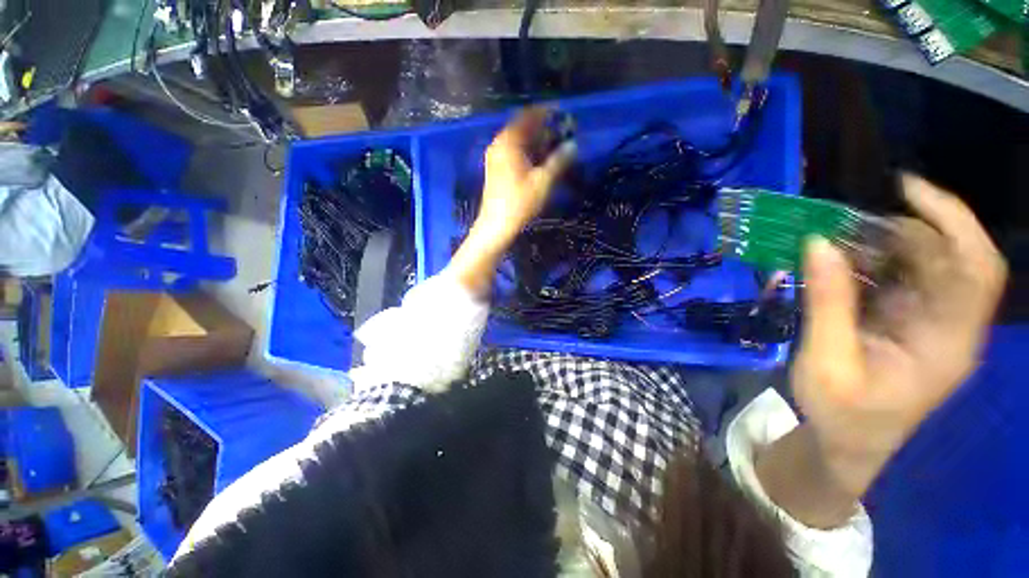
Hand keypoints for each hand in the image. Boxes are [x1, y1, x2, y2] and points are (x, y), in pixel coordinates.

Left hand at [476, 107, 576, 247]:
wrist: (496, 225)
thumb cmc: (519, 202)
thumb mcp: (543, 181)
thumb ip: (559, 160)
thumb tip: (573, 145)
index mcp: (509, 141)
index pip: (528, 116)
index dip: (547, 113)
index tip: (563, 114)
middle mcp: (499, 144)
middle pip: (523, 127)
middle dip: (544, 128)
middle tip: (563, 133)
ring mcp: (496, 157)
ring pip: (519, 141)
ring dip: (537, 141)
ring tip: (556, 147)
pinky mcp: (496, 169)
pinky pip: (514, 152)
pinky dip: (528, 152)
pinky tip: (540, 161)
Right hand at [793, 175, 1006, 495]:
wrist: (848, 442)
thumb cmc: (841, 413)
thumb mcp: (827, 362)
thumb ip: (827, 303)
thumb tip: (818, 243)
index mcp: (947, 342)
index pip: (975, 268)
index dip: (951, 219)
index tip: (903, 189)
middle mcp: (950, 325)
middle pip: (948, 257)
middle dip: (902, 229)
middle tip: (844, 222)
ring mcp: (930, 322)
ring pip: (923, 263)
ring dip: (881, 244)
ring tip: (834, 241)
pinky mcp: (908, 321)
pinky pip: (899, 278)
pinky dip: (870, 262)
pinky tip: (839, 264)